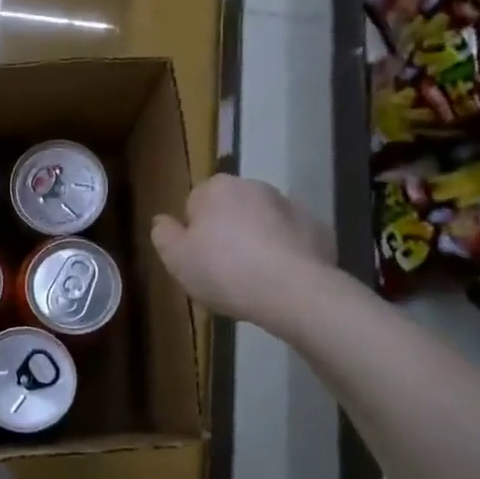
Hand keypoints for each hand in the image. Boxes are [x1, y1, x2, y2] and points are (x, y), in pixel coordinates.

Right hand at [151, 175, 336, 330]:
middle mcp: (254, 186)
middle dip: (226, 232)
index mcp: (216, 188)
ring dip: (256, 240)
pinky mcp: (318, 228)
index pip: (194, 204)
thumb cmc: (224, 271)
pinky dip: (284, 252)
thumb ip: (163, 235)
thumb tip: (161, 221)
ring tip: (253, 278)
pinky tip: (279, 279)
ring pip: (262, 222)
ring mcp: (290, 205)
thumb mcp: (176, 259)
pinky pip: (290, 239)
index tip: (197, 258)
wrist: (293, 291)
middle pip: (230, 209)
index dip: (193, 232)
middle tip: (221, 270)